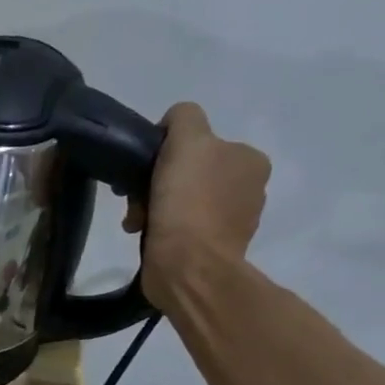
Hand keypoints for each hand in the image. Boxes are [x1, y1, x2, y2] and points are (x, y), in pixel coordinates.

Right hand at [123, 102, 270, 306]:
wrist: (188, 265)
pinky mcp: (212, 246)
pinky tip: (148, 235)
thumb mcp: (187, 143)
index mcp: (249, 159)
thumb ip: (185, 119)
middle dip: (157, 183)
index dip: (166, 153)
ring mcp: (232, 218)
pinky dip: (161, 228)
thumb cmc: (188, 202)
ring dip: (154, 206)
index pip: (199, 141)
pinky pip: (181, 226)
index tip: (146, 170)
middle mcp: (248, 186)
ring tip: (137, 223)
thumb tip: (174, 123)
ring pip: (181, 200)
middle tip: (135, 200)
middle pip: (188, 171)